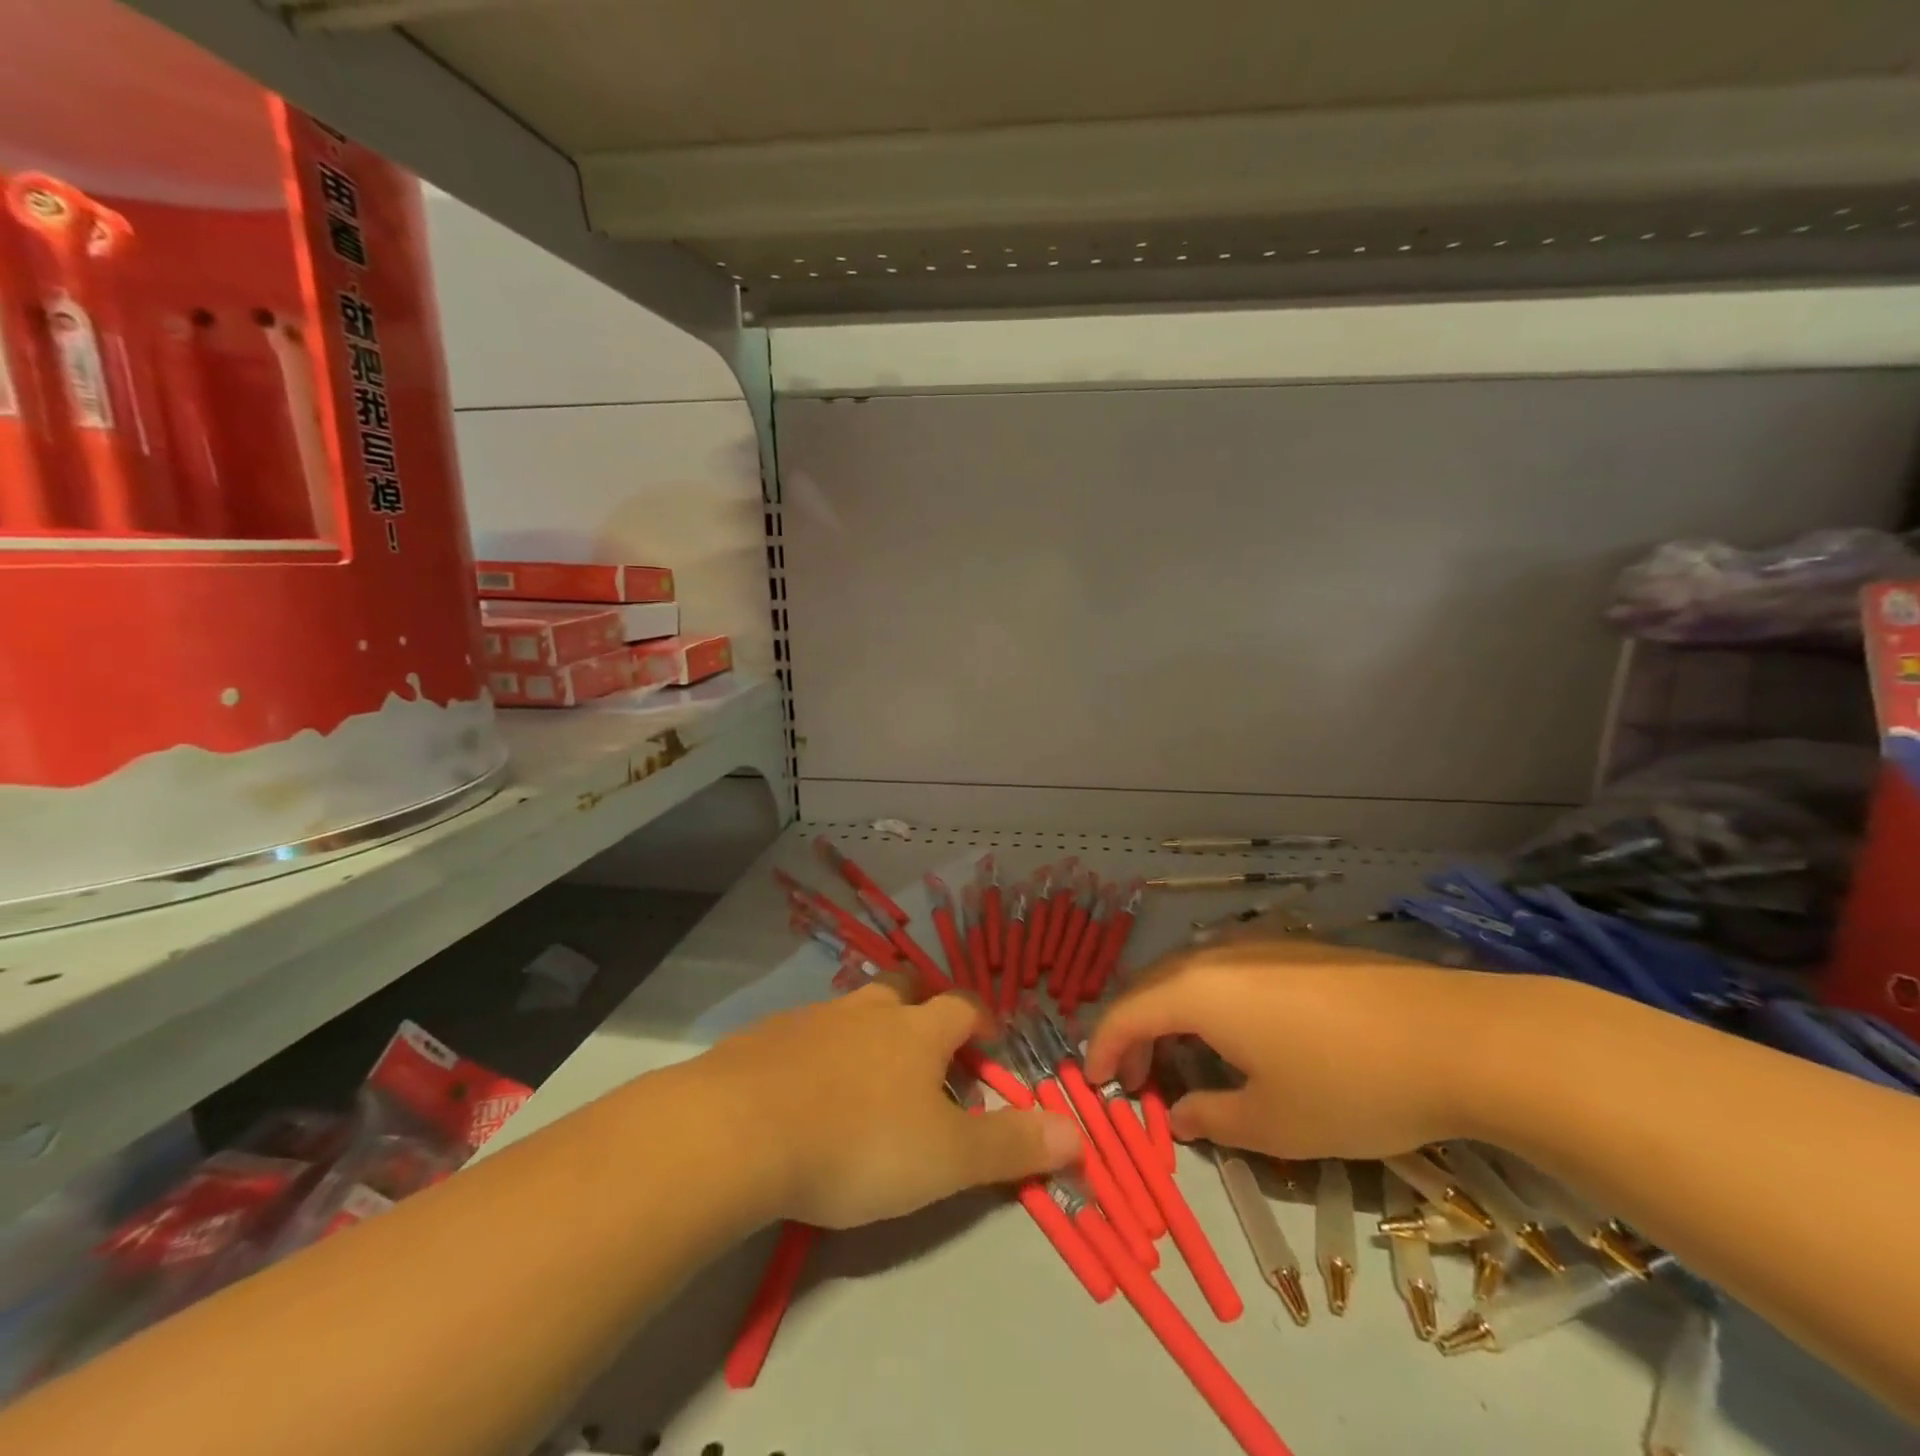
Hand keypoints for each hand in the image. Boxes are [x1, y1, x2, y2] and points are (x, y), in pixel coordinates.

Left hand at [694, 981, 1080, 1228]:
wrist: (740, 1131)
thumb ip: (1011, 1144)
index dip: (981, 1021)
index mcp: (916, 1030)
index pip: (962, 1007)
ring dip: (865, 1031)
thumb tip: (1080, 1131)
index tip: (990, 1042)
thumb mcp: (946, 1157)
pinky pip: (801, 1035)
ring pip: (851, 1009)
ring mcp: (812, 1019)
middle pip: (904, 988)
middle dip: (921, 1008)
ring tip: (864, 1075)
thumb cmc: (858, 1142)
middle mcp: (867, 1010)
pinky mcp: (764, 1039)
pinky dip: (814, 1053)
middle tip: (926, 1046)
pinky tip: (803, 1091)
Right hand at [1085, 936, 1543, 1160]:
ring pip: (1190, 975)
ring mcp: (1259, 945)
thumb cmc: (1349, 1085)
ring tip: (1181, 1059)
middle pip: (1152, 987)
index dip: (1103, 1049)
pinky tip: (1236, 1035)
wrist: (1459, 1037)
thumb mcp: (1273, 1123)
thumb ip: (1211, 1118)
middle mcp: (1217, 955)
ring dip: (1171, 1016)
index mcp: (1198, 990)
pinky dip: (1208, 1003)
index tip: (1096, 1084)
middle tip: (1135, 1080)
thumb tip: (1178, 1114)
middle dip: (1133, 1032)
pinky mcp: (1296, 949)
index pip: (1126, 1012)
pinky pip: (1227, 971)